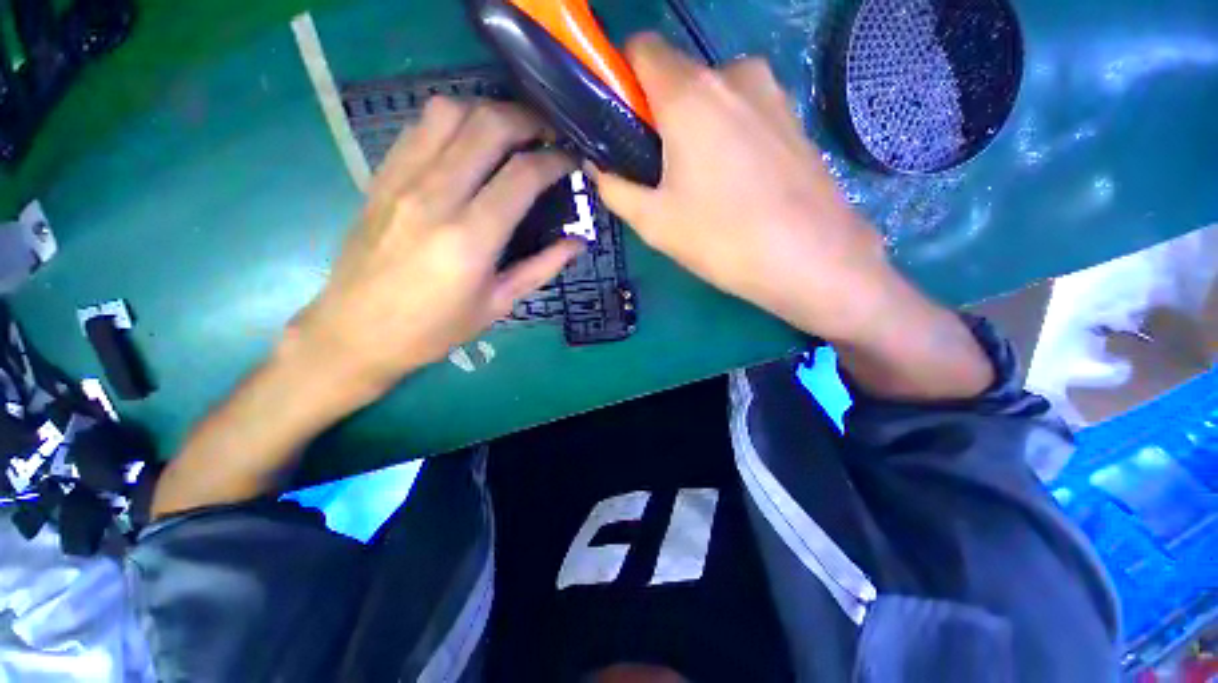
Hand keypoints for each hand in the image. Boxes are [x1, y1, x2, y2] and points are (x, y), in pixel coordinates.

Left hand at [289, 97, 578, 397]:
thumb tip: (578, 242)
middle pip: (487, 126)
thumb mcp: (498, 305)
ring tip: (511, 134)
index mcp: (470, 238)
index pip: (522, 175)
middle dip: (528, 120)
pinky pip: (420, 128)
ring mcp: (401, 181)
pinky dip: (454, 122)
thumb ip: (542, 268)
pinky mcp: (381, 177)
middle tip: (549, 135)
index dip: (555, 161)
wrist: (356, 331)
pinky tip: (469, 143)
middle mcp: (435, 197)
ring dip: (488, 113)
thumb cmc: (435, 328)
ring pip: (449, 113)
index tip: (571, 162)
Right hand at [594, 34, 891, 342]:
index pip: (641, 48)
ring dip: (696, 128)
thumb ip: (615, 188)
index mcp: (690, 93)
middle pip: (678, 78)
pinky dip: (728, 136)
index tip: (623, 124)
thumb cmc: (723, 239)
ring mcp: (772, 92)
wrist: (812, 258)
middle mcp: (733, 74)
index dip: (622, 80)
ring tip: (703, 184)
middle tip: (663, 174)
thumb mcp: (654, 222)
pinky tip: (736, 184)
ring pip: (713, 97)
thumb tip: (600, 168)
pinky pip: (744, 113)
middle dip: (661, 117)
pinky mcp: (794, 116)